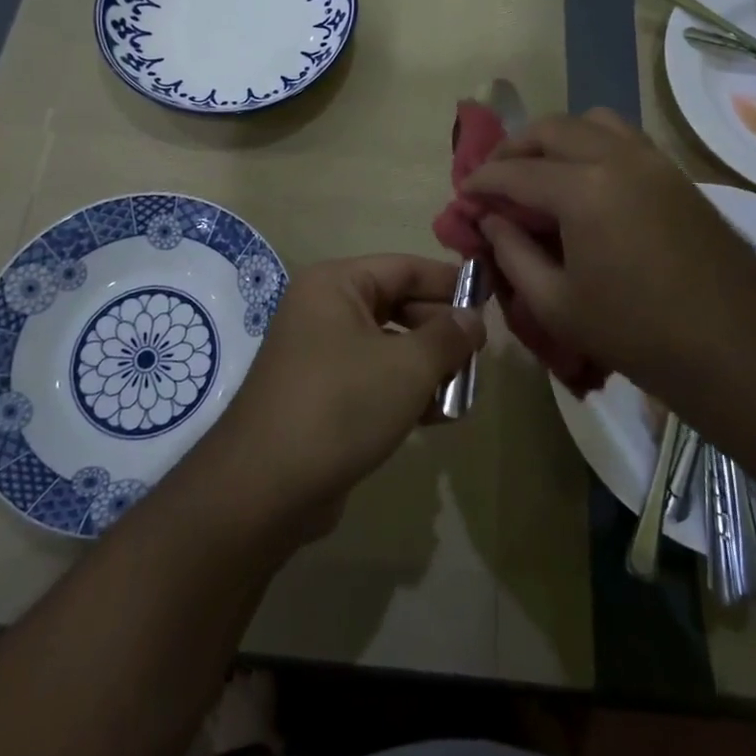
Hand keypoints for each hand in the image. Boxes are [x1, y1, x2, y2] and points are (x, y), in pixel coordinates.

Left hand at [201, 256, 484, 539]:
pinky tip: (437, 416)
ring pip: (388, 346)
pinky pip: (372, 379)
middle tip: (479, 355)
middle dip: (440, 331)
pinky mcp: (321, 395)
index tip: (489, 299)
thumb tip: (473, 318)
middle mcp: (323, 310)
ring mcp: (319, 354)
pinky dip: (404, 391)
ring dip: (427, 366)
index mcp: (335, 285)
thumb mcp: (407, 367)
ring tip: (465, 390)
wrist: (266, 487)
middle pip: (397, 305)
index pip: (404, 267)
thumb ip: (448, 337)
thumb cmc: (341, 405)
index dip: (449, 282)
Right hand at [465, 110, 755, 436]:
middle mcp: (617, 158)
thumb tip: (490, 221)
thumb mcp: (556, 304)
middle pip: (550, 129)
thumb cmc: (637, 333)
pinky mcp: (676, 173)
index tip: (463, 194)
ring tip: (540, 171)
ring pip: (591, 121)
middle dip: (513, 149)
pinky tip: (585, 181)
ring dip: (555, 138)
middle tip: (494, 179)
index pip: (515, 173)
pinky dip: (591, 144)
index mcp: (583, 190)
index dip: (482, 182)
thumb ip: (512, 254)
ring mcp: (653, 160)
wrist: (737, 348)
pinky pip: (623, 137)